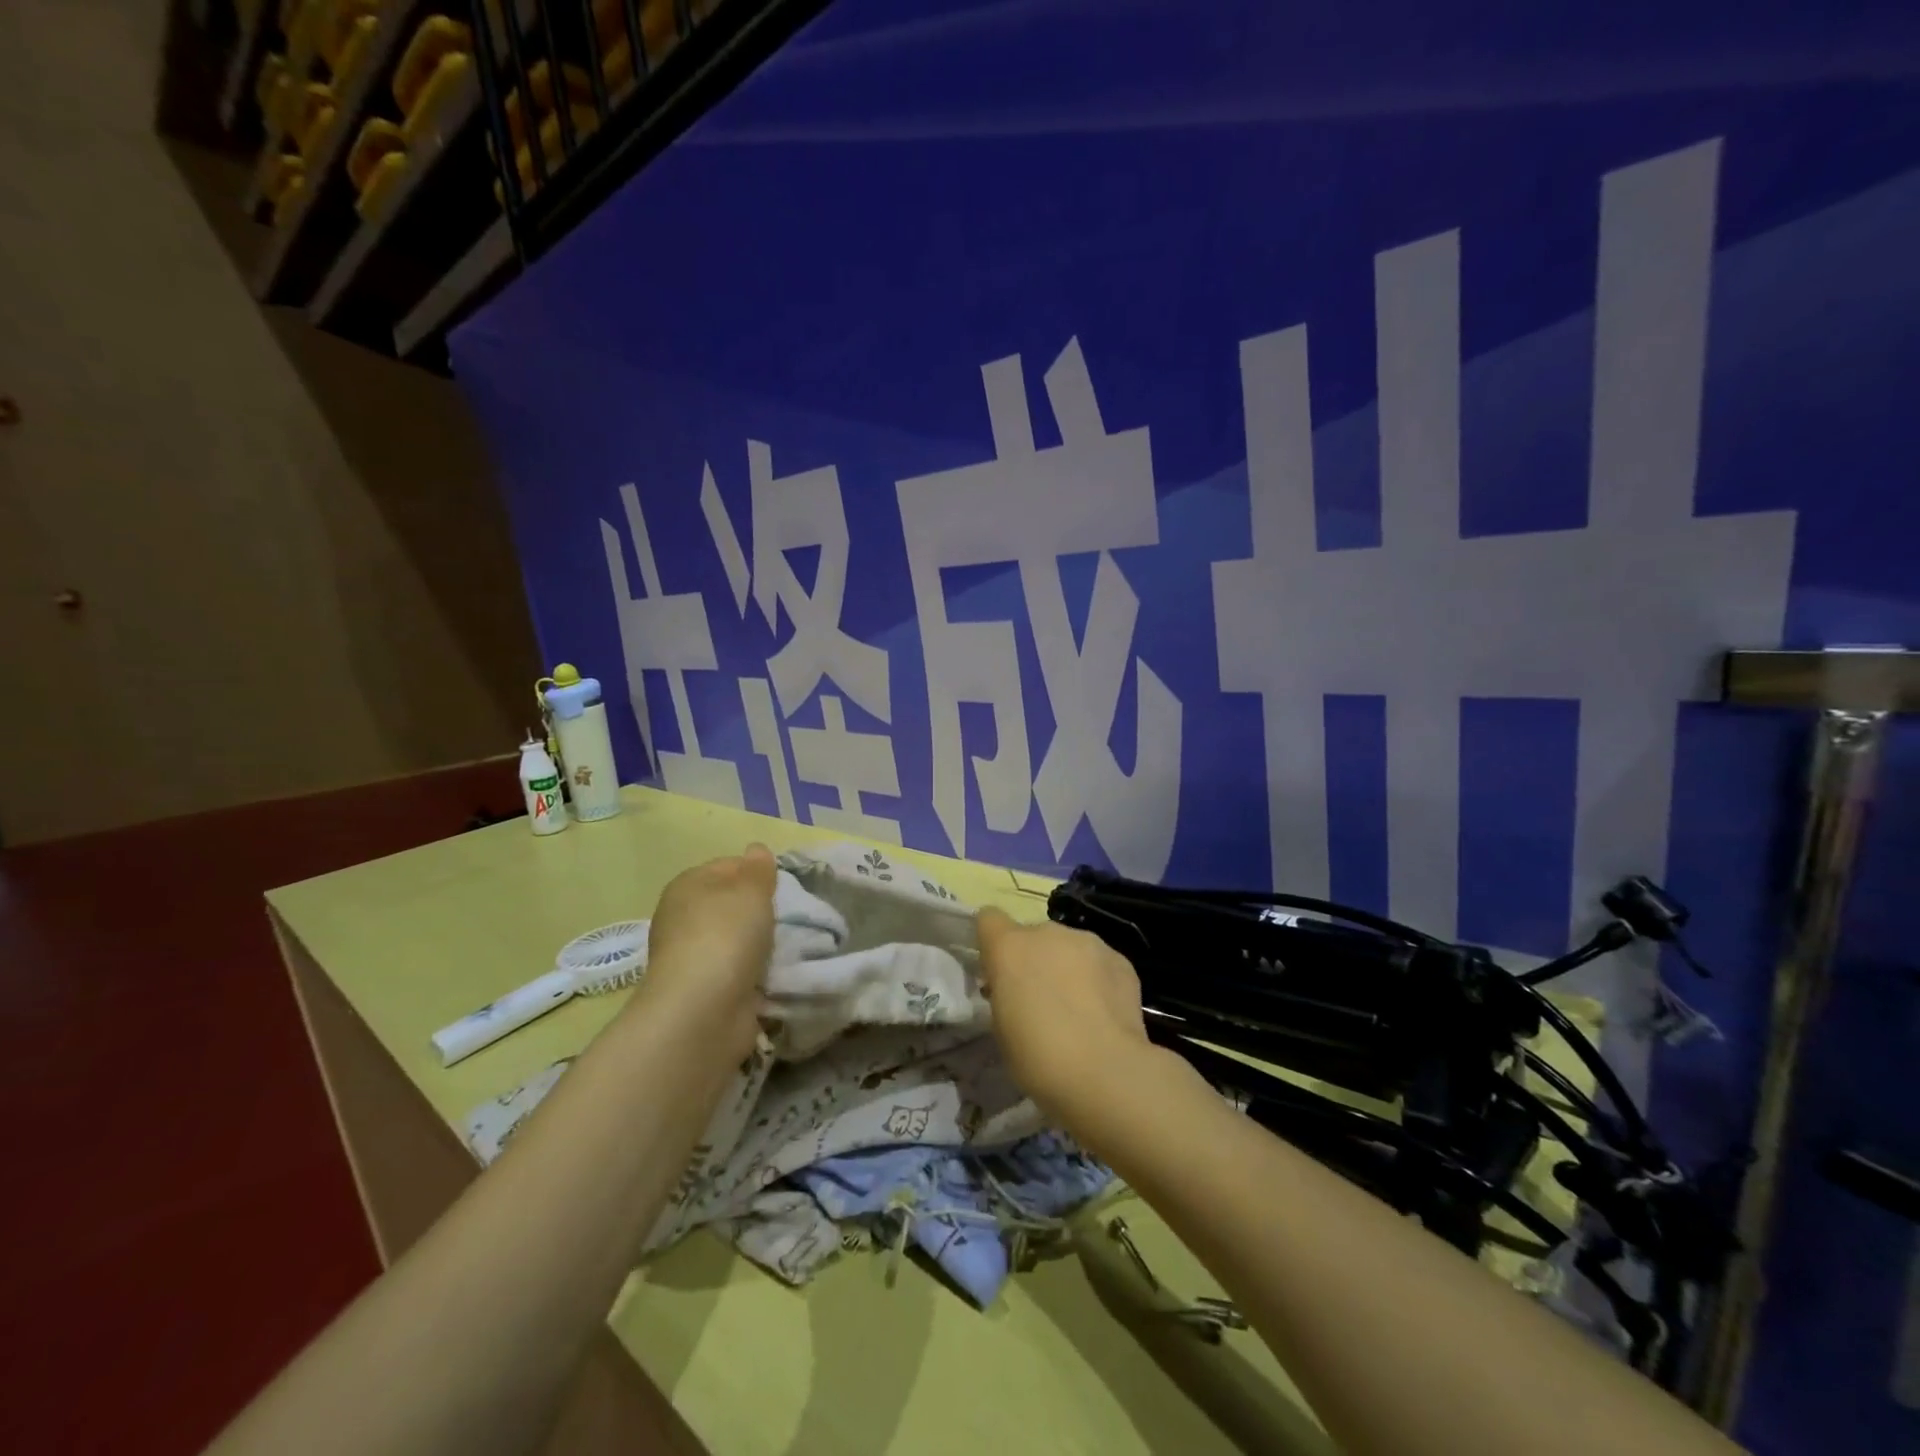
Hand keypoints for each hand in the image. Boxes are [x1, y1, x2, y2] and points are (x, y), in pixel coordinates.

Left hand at [636, 844, 776, 1055]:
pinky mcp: (704, 990)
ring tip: (790, 948)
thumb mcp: (751, 890)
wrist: (704, 1011)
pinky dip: (755, 974)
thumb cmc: (726, 936)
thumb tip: (756, 850)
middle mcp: (682, 918)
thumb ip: (758, 869)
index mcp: (688, 885)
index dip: (757, 873)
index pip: (728, 866)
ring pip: (736, 939)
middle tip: (792, 918)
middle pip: (732, 904)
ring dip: (760, 945)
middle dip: (761, 911)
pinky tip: (776, 975)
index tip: (783, 888)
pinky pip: (738, 971)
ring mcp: (691, 957)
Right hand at [975, 907, 1158, 1129]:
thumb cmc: (1038, 1057)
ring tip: (1079, 1009)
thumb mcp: (1002, 1027)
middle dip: (1034, 960)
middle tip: (1040, 1000)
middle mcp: (1047, 933)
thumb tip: (1017, 989)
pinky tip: (1104, 1013)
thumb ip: (1005, 994)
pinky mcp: (1120, 958)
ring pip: (1068, 947)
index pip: (989, 919)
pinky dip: (1098, 979)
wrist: (1104, 1071)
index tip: (998, 972)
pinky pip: (1099, 961)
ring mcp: (1088, 941)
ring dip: (1067, 967)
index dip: (992, 941)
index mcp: (1009, 947)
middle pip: (1033, 935)